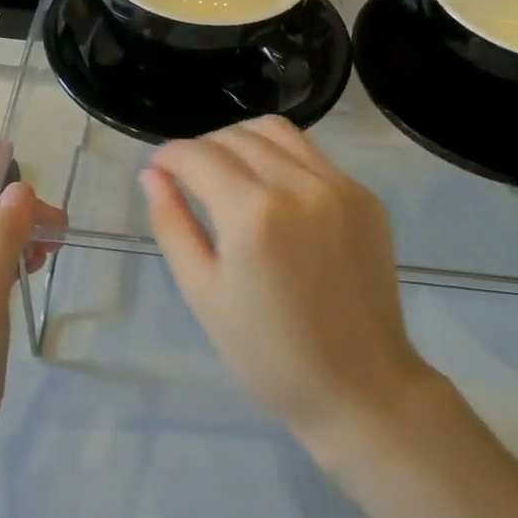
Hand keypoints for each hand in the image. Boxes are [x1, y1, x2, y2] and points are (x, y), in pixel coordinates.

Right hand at [140, 116, 435, 445]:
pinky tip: (275, 195)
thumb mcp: (203, 293)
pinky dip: (281, 159)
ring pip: (276, 131)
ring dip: (242, 141)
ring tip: (230, 174)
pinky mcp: (365, 196)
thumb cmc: (268, 354)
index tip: (159, 169)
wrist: (361, 386)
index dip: (170, 155)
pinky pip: (312, 156)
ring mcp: (339, 186)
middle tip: (189, 178)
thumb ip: (173, 224)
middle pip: (236, 136)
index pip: (199, 154)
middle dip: (202, 148)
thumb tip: (153, 173)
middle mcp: (299, 185)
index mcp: (253, 214)